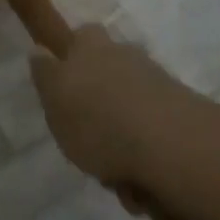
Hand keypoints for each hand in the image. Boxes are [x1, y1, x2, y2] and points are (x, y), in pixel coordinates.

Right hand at [28, 24, 219, 189]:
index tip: (65, 85)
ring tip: (112, 172)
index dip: (74, 56)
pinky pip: (151, 135)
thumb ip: (46, 75)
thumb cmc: (98, 121)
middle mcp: (127, 58)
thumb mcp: (55, 99)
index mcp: (93, 48)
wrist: (170, 145)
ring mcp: (158, 84)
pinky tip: (137, 183)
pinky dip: (142, 155)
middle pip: (110, 73)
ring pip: (130, 107)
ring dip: (121, 135)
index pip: (82, 37)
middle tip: (87, 136)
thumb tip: (39, 50)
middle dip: (99, 102)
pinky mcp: (180, 114)